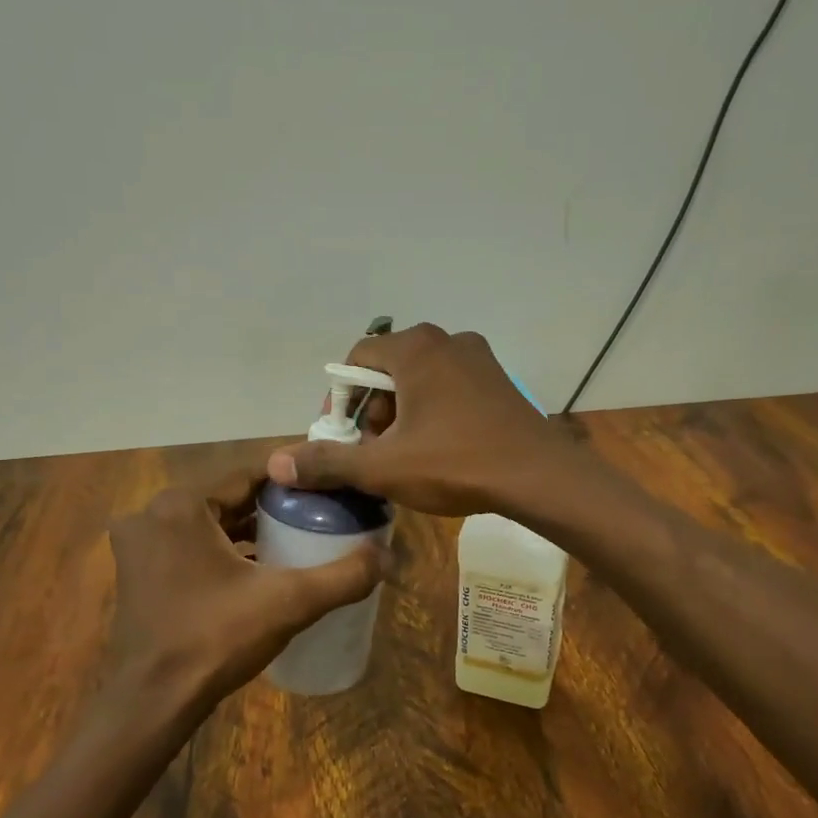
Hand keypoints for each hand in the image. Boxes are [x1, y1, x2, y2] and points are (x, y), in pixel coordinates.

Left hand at [100, 463, 386, 725]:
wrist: (153, 702)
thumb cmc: (216, 639)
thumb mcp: (289, 602)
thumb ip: (343, 576)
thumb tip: (389, 557)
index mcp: (181, 505)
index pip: (249, 475)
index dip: (293, 481)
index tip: (329, 489)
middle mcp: (152, 514)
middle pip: (228, 499)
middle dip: (272, 508)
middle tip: (317, 516)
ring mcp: (139, 545)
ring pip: (208, 524)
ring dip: (247, 530)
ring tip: (295, 540)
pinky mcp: (137, 573)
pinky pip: (189, 546)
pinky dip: (221, 552)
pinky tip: (256, 569)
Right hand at [266, 324, 580, 517]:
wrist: (540, 477)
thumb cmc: (456, 463)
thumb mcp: (385, 467)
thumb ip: (329, 462)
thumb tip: (276, 464)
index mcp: (415, 348)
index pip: (358, 359)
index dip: (342, 399)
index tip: (343, 435)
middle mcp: (447, 340)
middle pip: (389, 369)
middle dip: (374, 410)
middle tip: (374, 451)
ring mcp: (479, 358)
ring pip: (421, 379)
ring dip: (403, 413)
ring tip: (404, 455)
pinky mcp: (499, 380)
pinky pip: (450, 387)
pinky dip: (433, 411)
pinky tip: (440, 448)